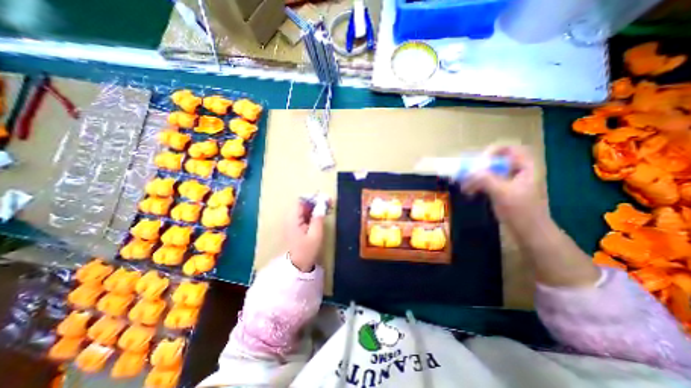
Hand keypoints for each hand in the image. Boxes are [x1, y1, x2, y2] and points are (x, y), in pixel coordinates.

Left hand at [287, 200, 326, 271]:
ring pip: (303, 209)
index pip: (301, 200)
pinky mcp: (294, 227)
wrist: (295, 266)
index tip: (325, 200)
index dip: (313, 198)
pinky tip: (319, 217)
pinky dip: (311, 214)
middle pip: (302, 204)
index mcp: (293, 218)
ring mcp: (291, 222)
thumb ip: (318, 218)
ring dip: (314, 208)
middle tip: (328, 204)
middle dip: (315, 202)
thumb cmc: (306, 251)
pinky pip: (302, 215)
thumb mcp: (315, 235)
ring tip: (326, 210)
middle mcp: (289, 218)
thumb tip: (322, 204)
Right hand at [460, 146, 548, 233]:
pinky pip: (486, 182)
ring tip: (464, 185)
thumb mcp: (502, 193)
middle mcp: (517, 172)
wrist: (529, 233)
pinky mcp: (502, 192)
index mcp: (524, 167)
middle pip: (495, 161)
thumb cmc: (520, 211)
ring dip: (475, 177)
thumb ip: (485, 178)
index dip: (493, 151)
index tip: (479, 162)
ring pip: (489, 172)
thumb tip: (468, 171)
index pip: (509, 149)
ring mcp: (509, 182)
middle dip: (479, 166)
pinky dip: (476, 185)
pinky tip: (468, 192)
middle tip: (466, 173)